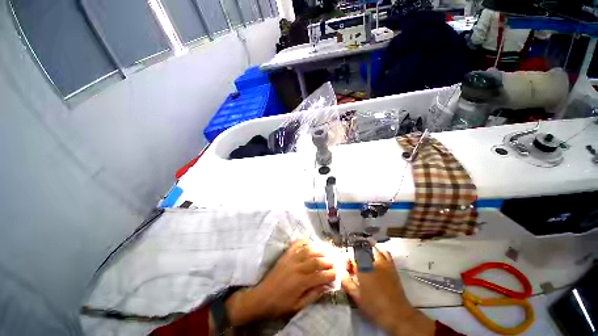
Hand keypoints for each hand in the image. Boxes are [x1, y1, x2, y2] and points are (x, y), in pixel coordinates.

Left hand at [226, 240, 335, 325]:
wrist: (261, 298)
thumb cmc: (280, 305)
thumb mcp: (298, 306)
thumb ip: (313, 295)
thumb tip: (326, 287)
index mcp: (302, 282)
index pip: (321, 276)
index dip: (331, 275)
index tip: (337, 274)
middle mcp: (298, 268)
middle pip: (316, 261)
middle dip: (327, 261)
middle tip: (334, 261)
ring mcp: (291, 259)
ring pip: (308, 251)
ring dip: (318, 251)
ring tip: (325, 251)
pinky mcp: (285, 256)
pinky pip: (295, 245)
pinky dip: (302, 241)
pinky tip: (308, 240)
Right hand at [341, 247, 435, 335]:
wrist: (396, 313)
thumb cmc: (374, 306)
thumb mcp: (356, 297)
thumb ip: (347, 283)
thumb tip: (342, 274)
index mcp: (362, 268)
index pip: (352, 256)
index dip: (349, 261)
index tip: (349, 269)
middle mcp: (372, 261)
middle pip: (361, 250)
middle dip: (357, 256)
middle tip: (357, 267)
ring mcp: (383, 262)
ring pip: (373, 249)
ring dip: (368, 253)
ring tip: (367, 261)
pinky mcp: (392, 266)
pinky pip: (386, 253)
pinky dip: (381, 253)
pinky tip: (379, 260)